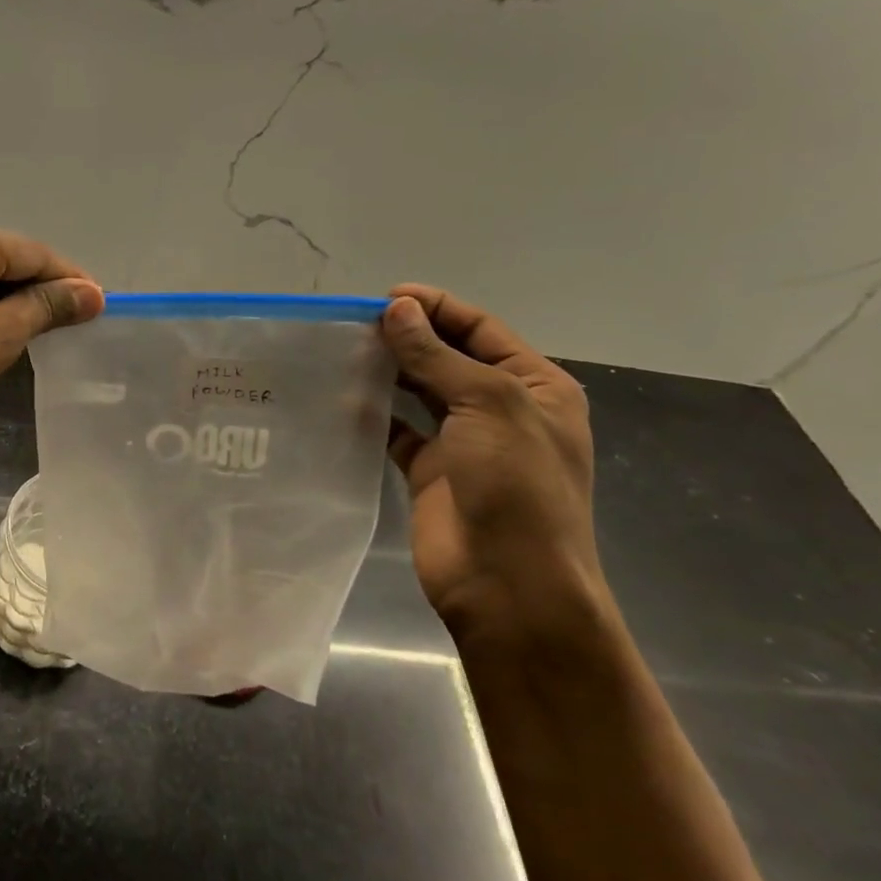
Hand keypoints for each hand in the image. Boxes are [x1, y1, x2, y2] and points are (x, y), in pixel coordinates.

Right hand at [380, 285, 610, 649]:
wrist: (508, 583)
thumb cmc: (516, 485)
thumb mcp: (487, 405)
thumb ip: (437, 355)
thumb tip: (396, 308)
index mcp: (535, 386)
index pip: (481, 329)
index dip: (436, 308)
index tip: (385, 297)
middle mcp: (501, 408)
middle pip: (450, 356)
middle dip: (408, 336)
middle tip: (355, 323)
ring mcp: (464, 442)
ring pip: (421, 391)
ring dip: (390, 370)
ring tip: (345, 351)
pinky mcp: (430, 471)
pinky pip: (398, 430)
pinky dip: (375, 413)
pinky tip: (345, 397)